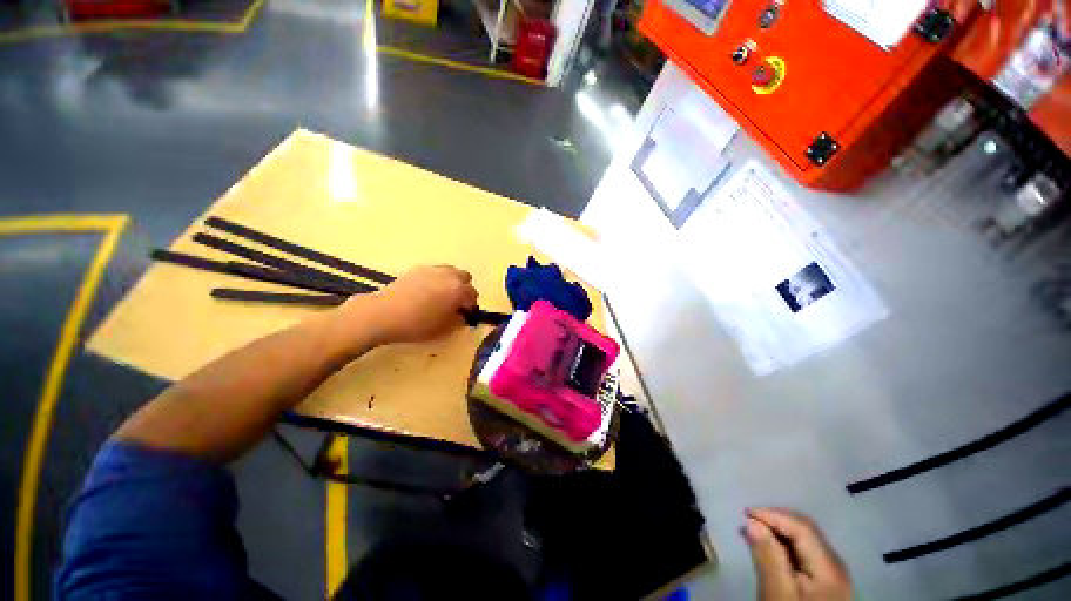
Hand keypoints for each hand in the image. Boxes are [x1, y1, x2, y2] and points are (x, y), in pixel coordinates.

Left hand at [347, 265, 478, 344]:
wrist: (384, 313)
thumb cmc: (417, 324)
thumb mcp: (444, 329)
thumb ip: (459, 321)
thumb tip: (462, 316)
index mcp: (458, 290)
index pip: (473, 295)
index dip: (471, 306)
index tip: (466, 315)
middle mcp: (449, 275)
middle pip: (465, 278)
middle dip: (464, 289)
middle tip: (456, 303)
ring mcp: (432, 269)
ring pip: (450, 271)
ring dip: (451, 282)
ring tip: (442, 296)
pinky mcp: (417, 269)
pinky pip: (435, 271)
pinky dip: (437, 279)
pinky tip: (426, 292)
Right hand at [743, 508, 850, 600]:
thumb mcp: (777, 594)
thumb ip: (768, 557)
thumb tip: (751, 521)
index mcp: (830, 569)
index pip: (802, 528)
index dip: (773, 515)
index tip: (744, 512)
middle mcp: (837, 567)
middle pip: (807, 532)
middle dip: (775, 521)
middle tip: (747, 521)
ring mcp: (833, 576)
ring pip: (805, 541)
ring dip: (778, 532)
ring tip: (753, 533)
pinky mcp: (826, 584)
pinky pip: (805, 554)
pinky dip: (785, 546)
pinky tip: (769, 549)